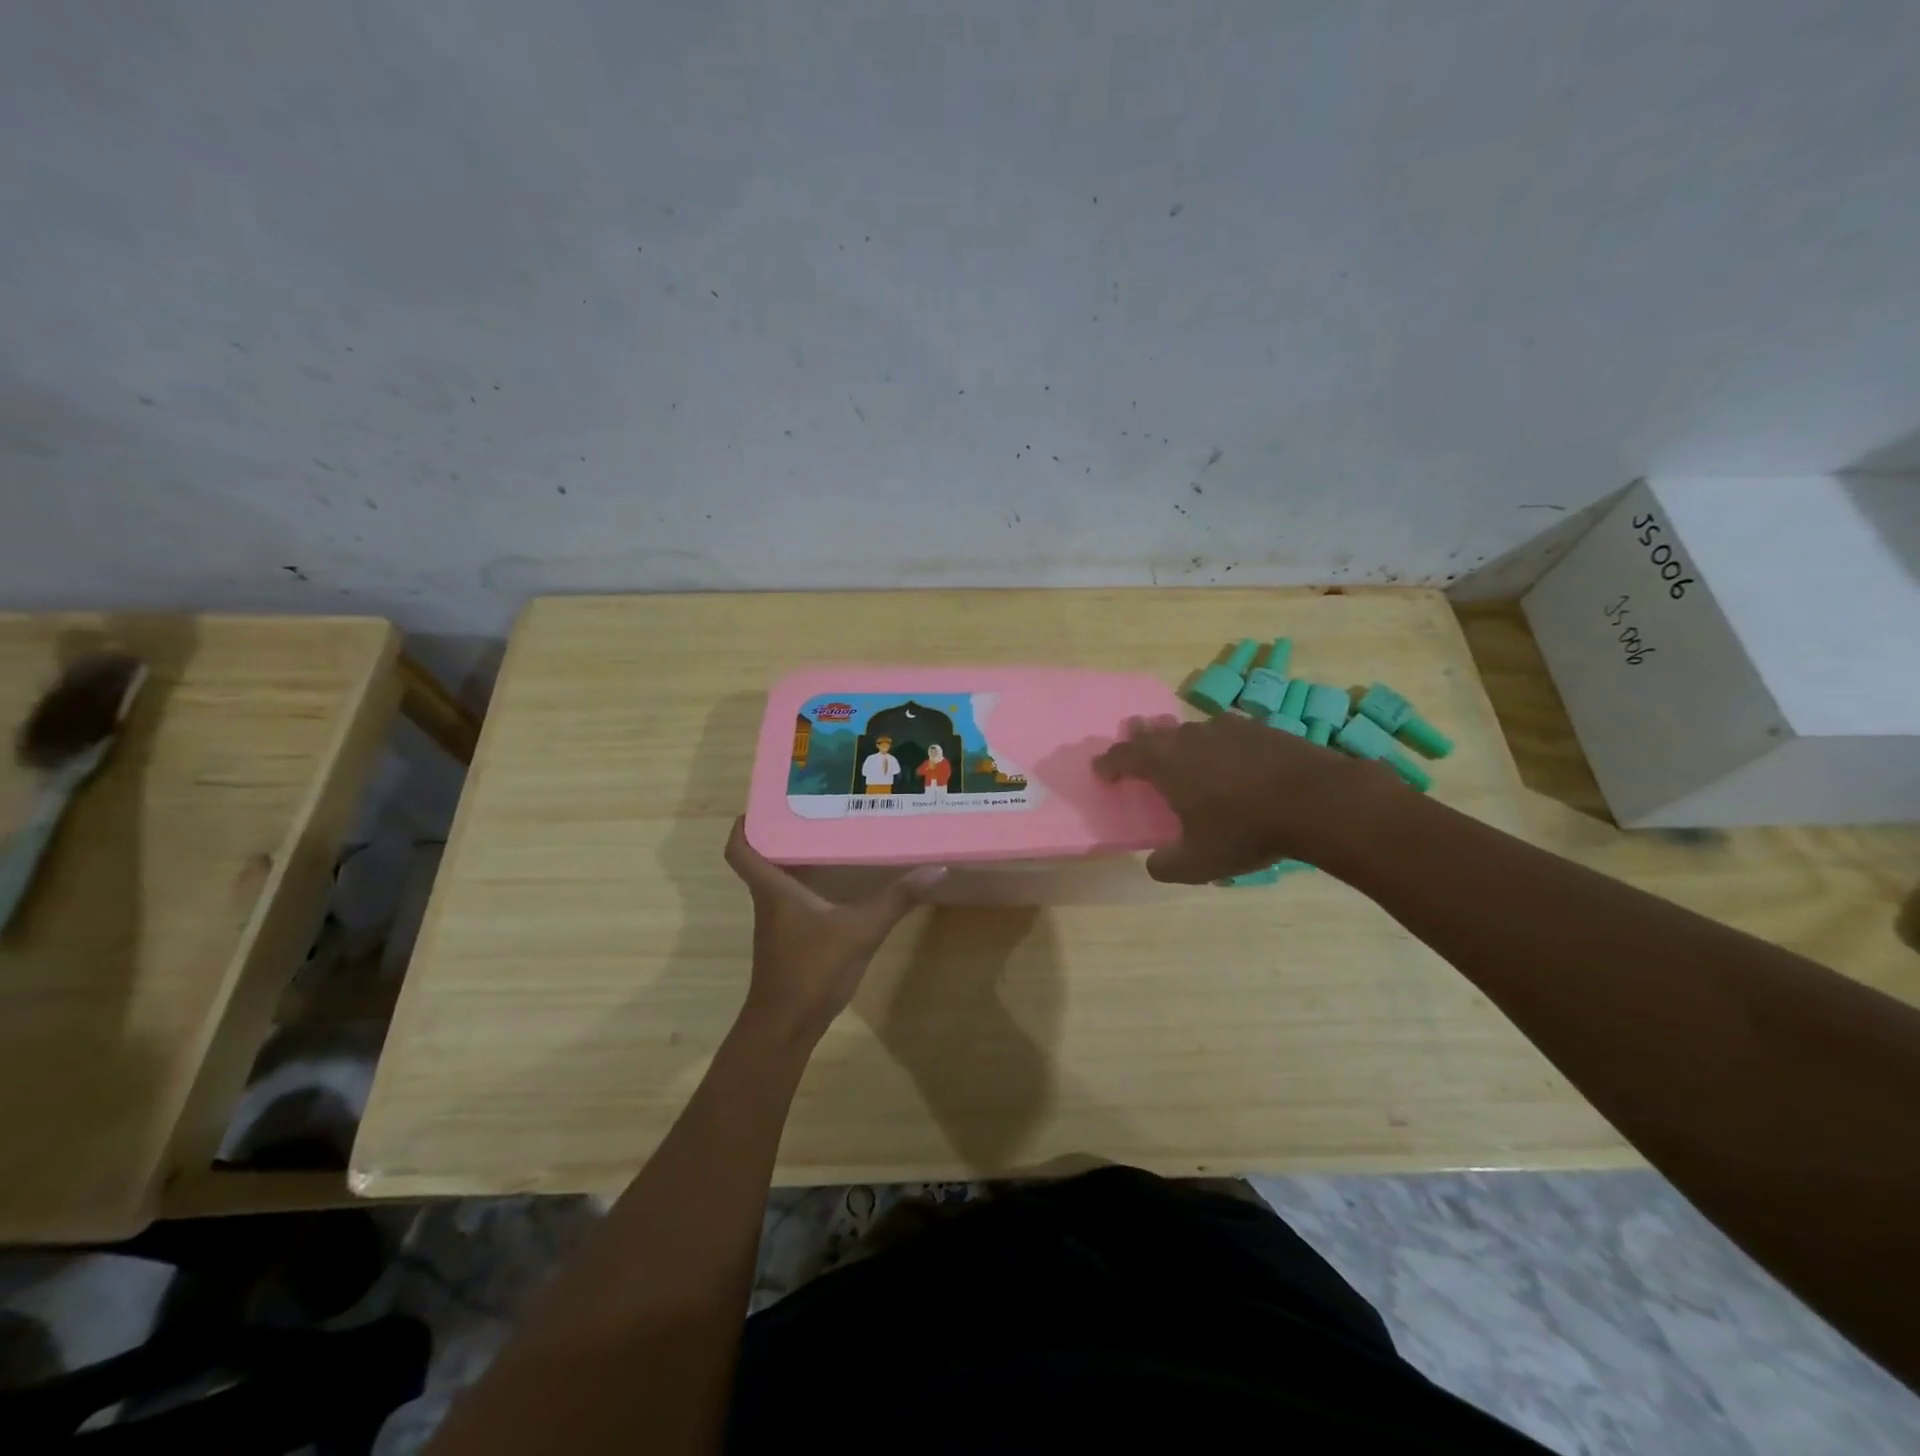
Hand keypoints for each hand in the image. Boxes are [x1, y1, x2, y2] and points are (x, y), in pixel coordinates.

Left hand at [724, 818, 945, 1043]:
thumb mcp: (860, 930)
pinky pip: (797, 899)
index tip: (766, 803)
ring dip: (800, 857)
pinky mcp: (792, 939)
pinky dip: (813, 884)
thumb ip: (896, 900)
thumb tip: (935, 868)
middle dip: (785, 832)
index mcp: (773, 888)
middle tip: (817, 807)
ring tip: (834, 834)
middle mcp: (770, 900)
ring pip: (782, 878)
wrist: (786, 1027)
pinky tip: (842, 881)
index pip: (740, 849)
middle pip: (765, 857)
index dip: (745, 825)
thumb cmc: (811, 970)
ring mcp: (779, 922)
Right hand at [1092, 712, 1392, 882]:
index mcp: (1166, 764)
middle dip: (1140, 739)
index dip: (1109, 763)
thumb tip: (1153, 864)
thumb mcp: (1199, 863)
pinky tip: (1228, 756)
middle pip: (1154, 732)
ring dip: (1178, 738)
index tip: (1101, 770)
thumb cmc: (1246, 830)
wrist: (1318, 801)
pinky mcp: (1260, 728)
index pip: (1124, 755)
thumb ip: (1167, 865)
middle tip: (1133, 739)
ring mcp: (1227, 728)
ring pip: (1191, 729)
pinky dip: (1217, 743)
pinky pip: (1225, 732)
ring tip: (1179, 748)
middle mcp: (1190, 738)